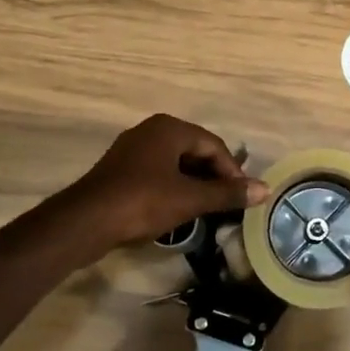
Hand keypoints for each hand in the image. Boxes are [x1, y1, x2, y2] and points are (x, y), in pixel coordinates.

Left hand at [63, 114, 268, 252]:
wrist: (85, 222)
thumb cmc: (142, 202)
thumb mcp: (190, 199)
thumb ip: (227, 194)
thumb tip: (264, 189)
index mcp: (170, 128)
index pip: (214, 145)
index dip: (232, 172)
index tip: (242, 198)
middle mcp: (151, 130)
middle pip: (195, 151)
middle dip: (213, 177)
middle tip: (227, 203)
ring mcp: (133, 149)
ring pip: (176, 164)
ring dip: (194, 184)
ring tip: (206, 209)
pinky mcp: (120, 170)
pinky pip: (158, 173)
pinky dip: (174, 188)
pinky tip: (178, 210)